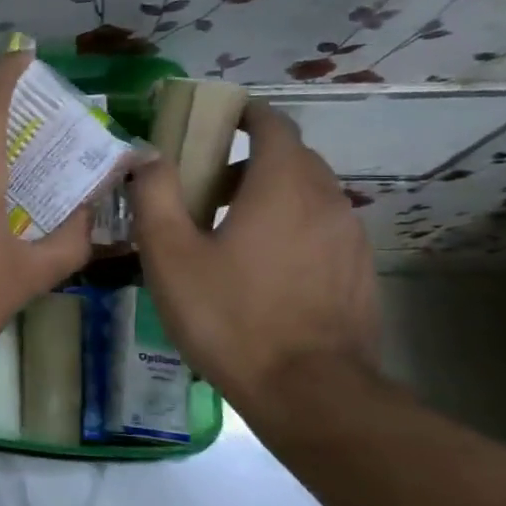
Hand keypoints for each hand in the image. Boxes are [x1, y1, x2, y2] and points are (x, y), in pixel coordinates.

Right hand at [128, 101, 380, 413]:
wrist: (308, 391)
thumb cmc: (229, 316)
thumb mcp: (170, 254)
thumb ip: (155, 195)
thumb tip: (148, 155)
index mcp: (282, 185)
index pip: (273, 124)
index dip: (244, 114)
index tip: (214, 121)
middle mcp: (326, 199)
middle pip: (292, 157)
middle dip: (249, 158)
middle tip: (206, 185)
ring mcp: (349, 237)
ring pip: (310, 194)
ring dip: (271, 194)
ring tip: (230, 229)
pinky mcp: (358, 271)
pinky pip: (322, 228)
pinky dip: (292, 226)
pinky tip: (262, 268)